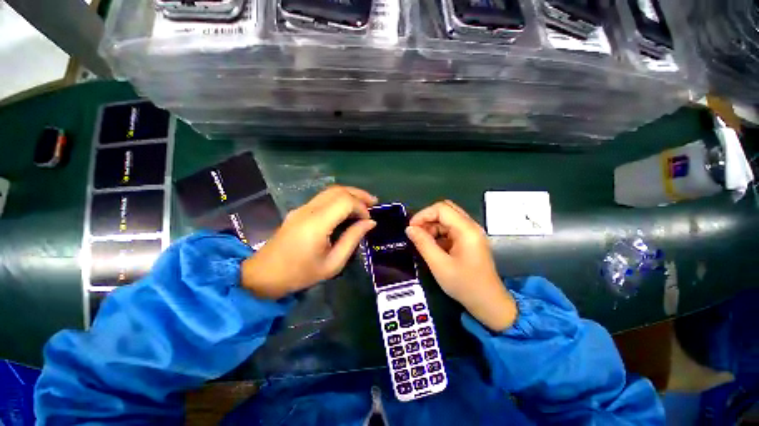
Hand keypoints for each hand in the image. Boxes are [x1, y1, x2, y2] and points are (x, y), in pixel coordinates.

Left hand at [241, 186, 376, 299]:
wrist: (265, 276)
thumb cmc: (301, 274)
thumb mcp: (333, 263)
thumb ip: (353, 239)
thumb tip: (370, 223)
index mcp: (316, 224)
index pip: (345, 201)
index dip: (361, 207)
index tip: (368, 220)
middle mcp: (308, 210)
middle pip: (338, 190)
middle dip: (359, 194)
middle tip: (374, 203)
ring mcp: (302, 208)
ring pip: (330, 191)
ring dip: (350, 194)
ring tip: (365, 203)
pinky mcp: (299, 210)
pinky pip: (323, 197)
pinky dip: (339, 198)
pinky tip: (347, 207)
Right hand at [406, 200, 516, 331]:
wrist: (488, 303)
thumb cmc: (464, 285)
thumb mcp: (439, 265)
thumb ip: (423, 244)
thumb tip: (409, 229)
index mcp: (466, 229)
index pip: (441, 209)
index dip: (423, 215)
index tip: (411, 229)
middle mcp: (471, 226)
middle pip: (445, 210)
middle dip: (428, 219)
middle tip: (416, 233)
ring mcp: (471, 233)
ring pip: (447, 219)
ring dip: (433, 227)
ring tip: (423, 242)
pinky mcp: (469, 240)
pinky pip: (451, 229)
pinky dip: (439, 234)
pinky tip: (433, 247)